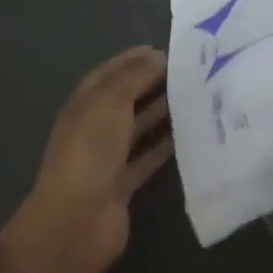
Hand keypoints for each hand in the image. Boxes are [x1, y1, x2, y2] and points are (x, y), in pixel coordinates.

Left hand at [9, 46, 173, 272]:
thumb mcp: (111, 102)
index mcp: (84, 104)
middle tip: (191, 72)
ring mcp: (107, 158)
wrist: (76, 221)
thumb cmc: (90, 151)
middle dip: (153, 84)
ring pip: (138, 128)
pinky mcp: (122, 184)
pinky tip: (190, 135)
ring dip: (162, 113)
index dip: (135, 59)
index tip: (169, 50)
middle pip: (126, 99)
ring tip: (195, 97)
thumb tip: (157, 55)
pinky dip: (165, 146)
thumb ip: (135, 76)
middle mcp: (94, 128)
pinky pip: (147, 158)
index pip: (110, 73)